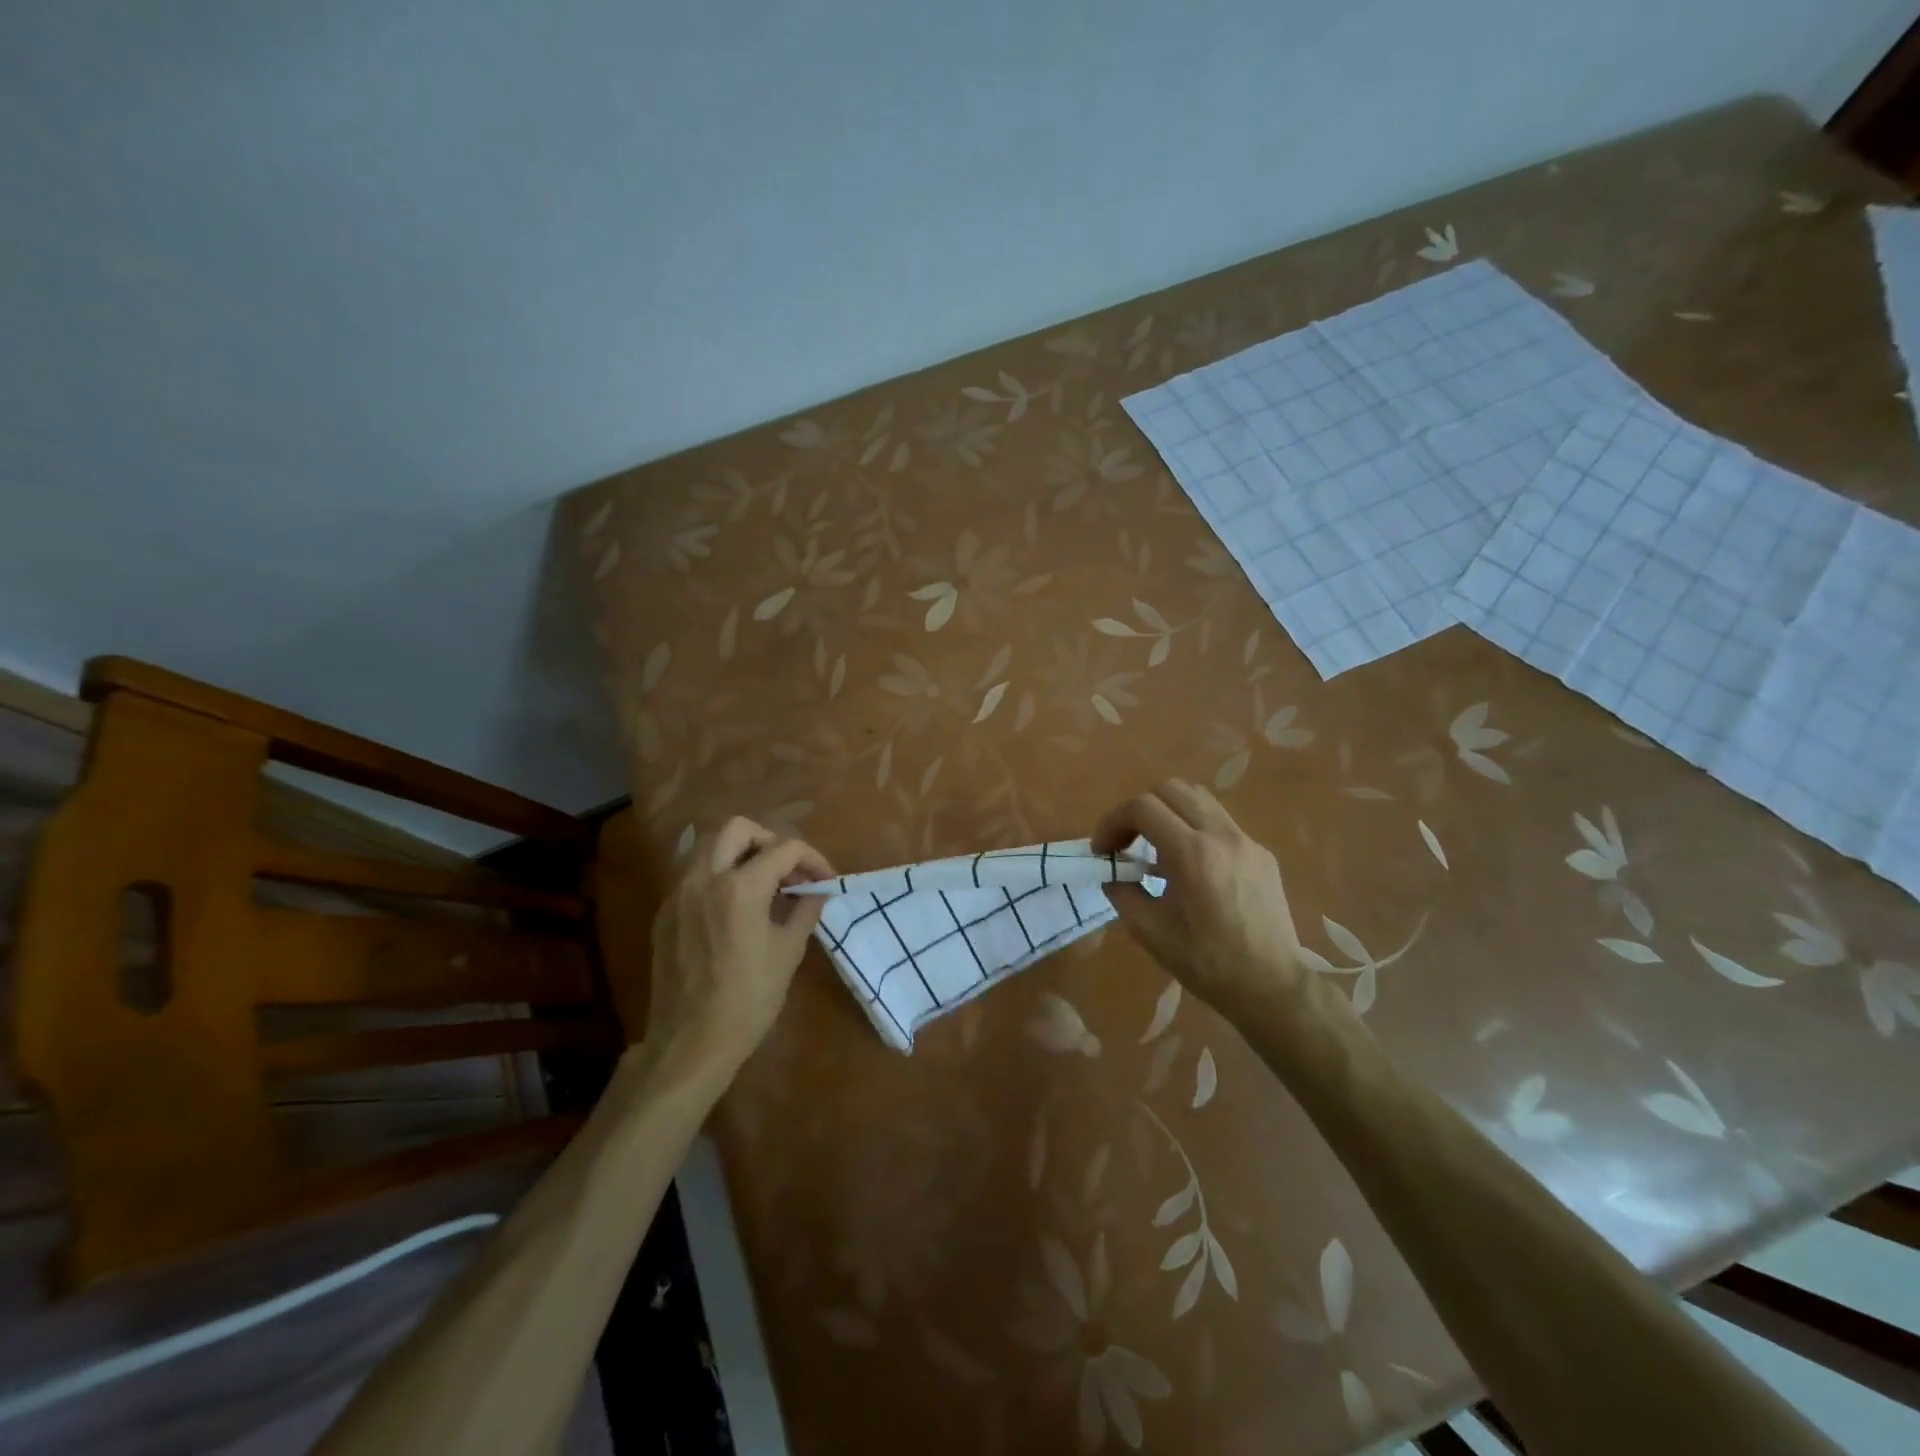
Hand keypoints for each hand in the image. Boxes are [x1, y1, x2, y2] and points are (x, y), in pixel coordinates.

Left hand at [645, 817, 833, 1075]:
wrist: (690, 1043)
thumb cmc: (748, 1000)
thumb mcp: (788, 953)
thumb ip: (805, 910)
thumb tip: (820, 890)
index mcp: (741, 887)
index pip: (784, 848)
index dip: (812, 858)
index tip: (824, 880)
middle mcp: (704, 878)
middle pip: (738, 828)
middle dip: (769, 840)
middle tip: (787, 870)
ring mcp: (678, 893)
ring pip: (707, 844)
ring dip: (739, 851)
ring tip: (761, 882)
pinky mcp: (665, 912)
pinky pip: (692, 873)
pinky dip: (717, 873)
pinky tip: (733, 906)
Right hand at [1092, 780, 1310, 1018]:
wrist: (1270, 986)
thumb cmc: (1206, 963)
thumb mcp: (1149, 931)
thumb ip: (1122, 892)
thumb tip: (1112, 873)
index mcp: (1192, 853)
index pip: (1143, 808)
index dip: (1113, 822)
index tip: (1103, 850)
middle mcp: (1222, 835)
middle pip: (1171, 789)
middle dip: (1139, 810)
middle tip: (1126, 843)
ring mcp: (1247, 841)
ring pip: (1199, 800)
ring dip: (1169, 814)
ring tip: (1157, 848)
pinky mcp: (1262, 854)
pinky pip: (1220, 824)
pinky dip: (1195, 830)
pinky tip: (1191, 868)